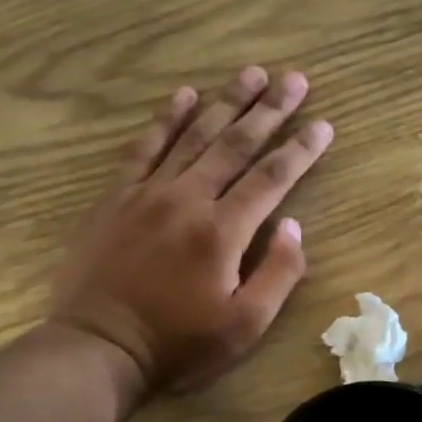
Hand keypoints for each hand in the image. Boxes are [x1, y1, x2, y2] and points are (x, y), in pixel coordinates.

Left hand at [50, 68, 332, 400]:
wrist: (98, 348)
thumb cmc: (178, 344)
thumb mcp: (244, 326)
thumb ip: (278, 274)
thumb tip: (293, 226)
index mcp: (223, 232)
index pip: (272, 179)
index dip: (301, 150)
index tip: (323, 124)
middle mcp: (188, 199)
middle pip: (236, 145)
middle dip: (269, 110)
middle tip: (294, 79)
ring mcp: (148, 194)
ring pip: (194, 136)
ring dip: (226, 103)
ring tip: (251, 73)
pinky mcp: (117, 198)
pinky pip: (144, 148)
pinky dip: (166, 120)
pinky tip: (183, 96)